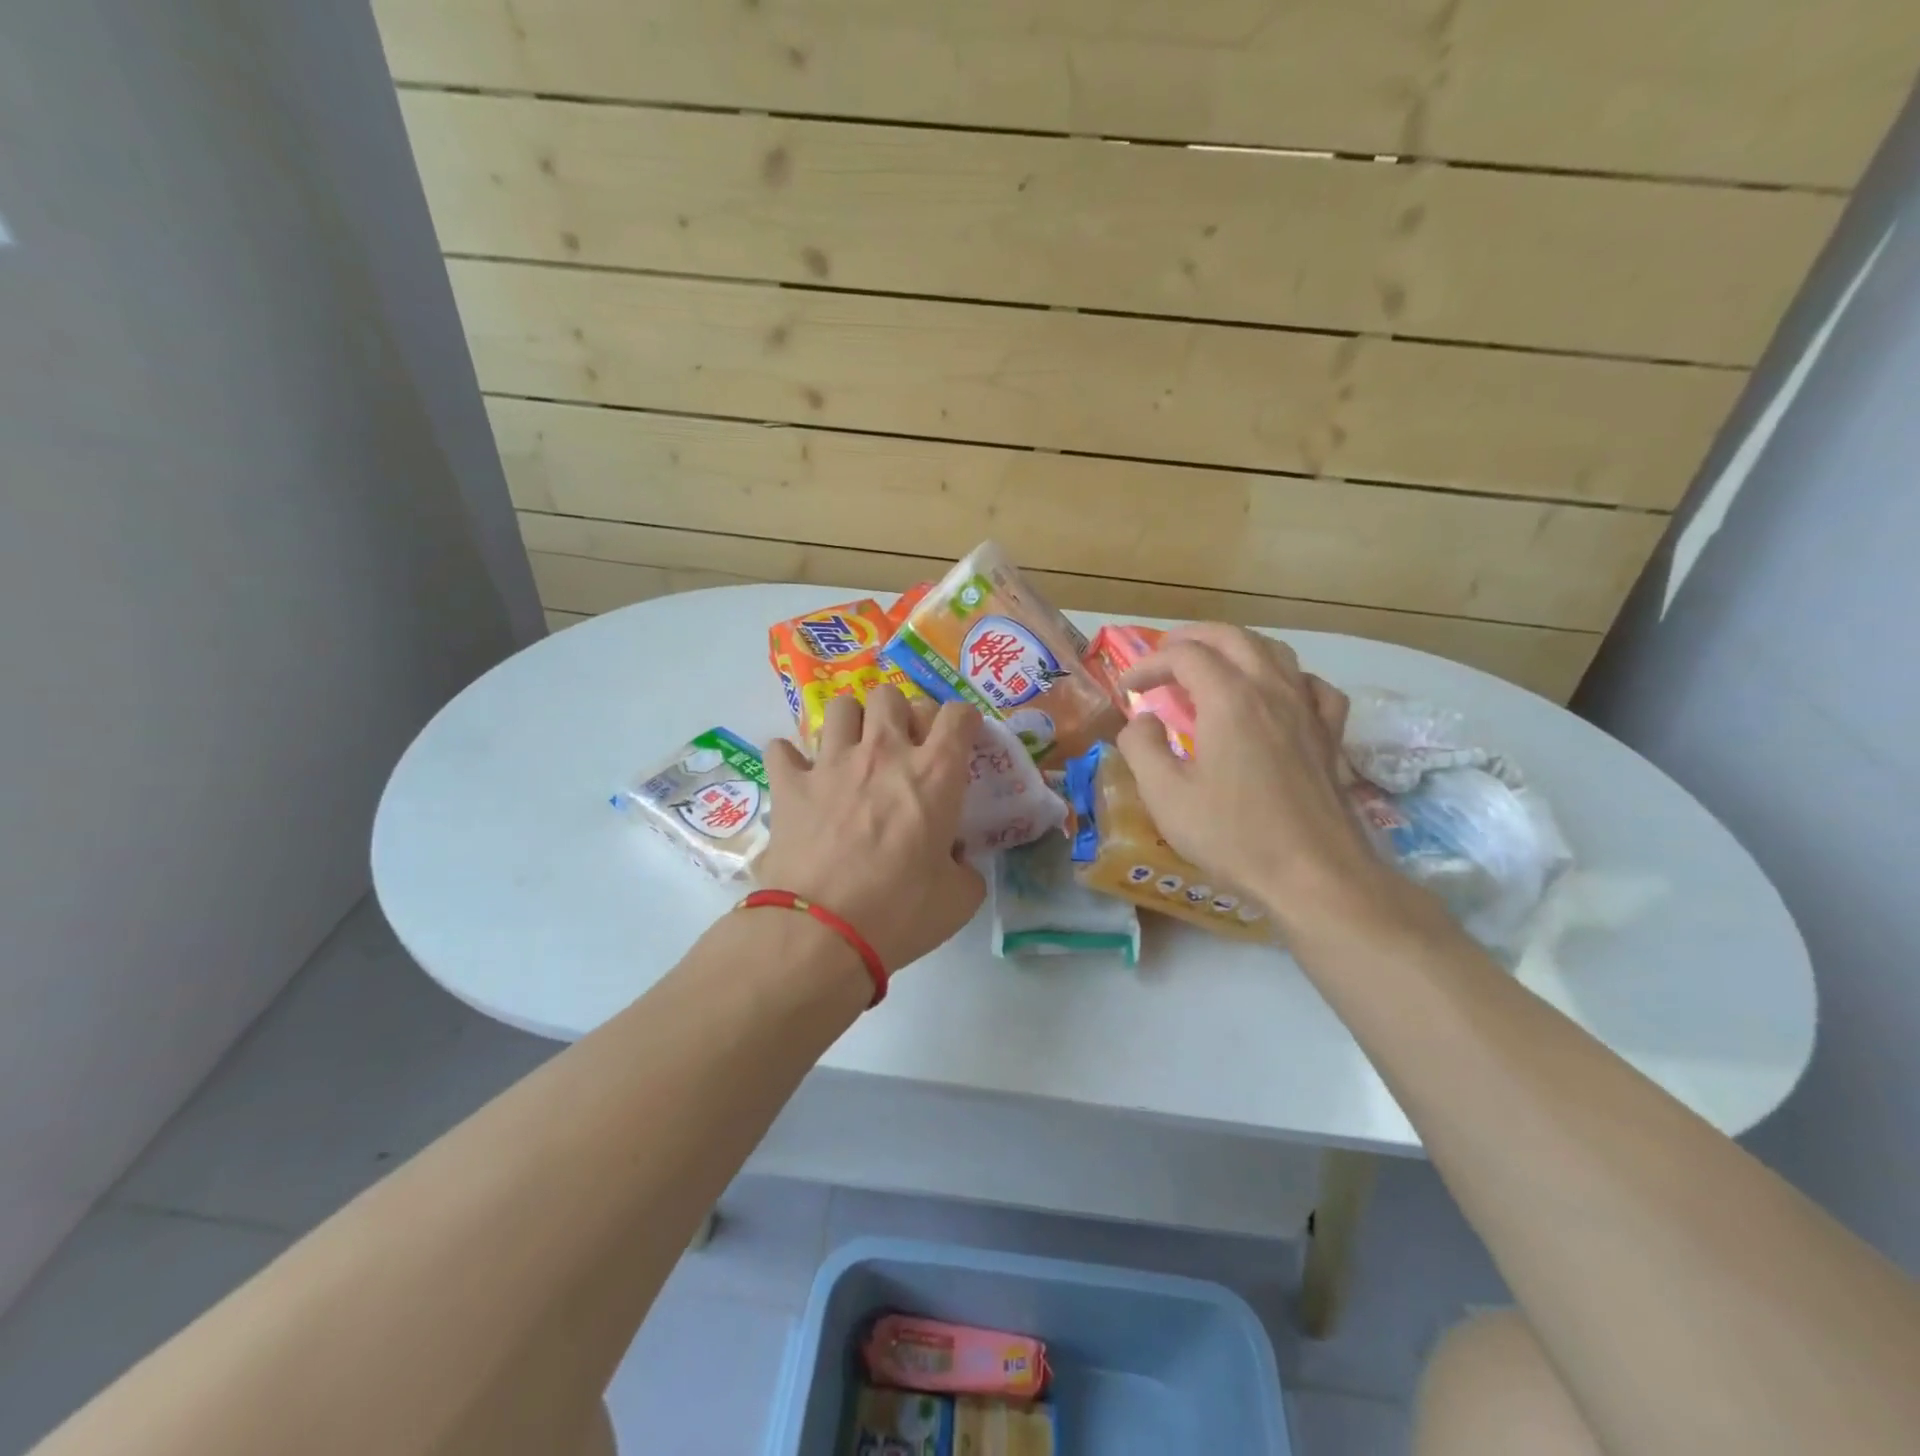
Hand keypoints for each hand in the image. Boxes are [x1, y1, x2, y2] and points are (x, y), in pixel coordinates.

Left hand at [757, 687, 986, 974]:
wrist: (823, 932)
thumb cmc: (901, 913)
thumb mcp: (960, 898)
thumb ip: (966, 867)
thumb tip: (955, 857)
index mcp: (934, 774)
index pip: (956, 714)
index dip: (962, 721)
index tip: (959, 740)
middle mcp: (884, 753)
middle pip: (891, 696)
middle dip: (899, 713)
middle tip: (901, 748)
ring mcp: (831, 763)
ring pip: (840, 707)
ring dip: (850, 724)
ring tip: (852, 752)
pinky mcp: (790, 784)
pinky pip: (782, 749)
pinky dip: (791, 760)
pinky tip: (800, 778)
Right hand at [1117, 624, 1383, 917]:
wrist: (1314, 875)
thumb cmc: (1233, 836)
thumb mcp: (1165, 795)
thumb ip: (1141, 747)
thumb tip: (1142, 721)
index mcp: (1229, 699)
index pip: (1183, 656)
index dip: (1148, 664)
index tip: (1126, 690)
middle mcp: (1271, 689)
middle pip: (1231, 637)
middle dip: (1190, 638)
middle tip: (1162, 657)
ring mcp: (1307, 709)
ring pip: (1273, 651)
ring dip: (1235, 648)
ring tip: (1211, 666)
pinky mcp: (1330, 734)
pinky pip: (1311, 685)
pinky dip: (1285, 678)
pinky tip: (1275, 696)